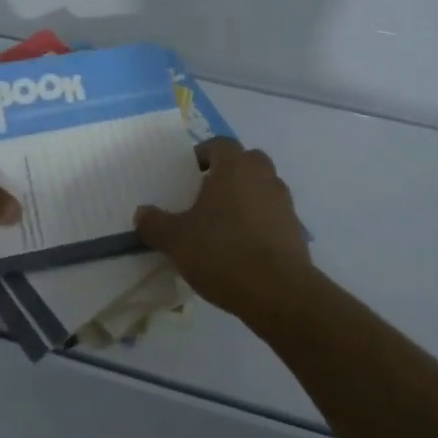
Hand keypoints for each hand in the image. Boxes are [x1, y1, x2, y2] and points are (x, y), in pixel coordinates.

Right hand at [135, 138, 313, 320]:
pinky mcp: (296, 230)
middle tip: (204, 197)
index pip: (219, 144)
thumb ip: (156, 224)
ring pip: (260, 188)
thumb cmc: (223, 252)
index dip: (202, 155)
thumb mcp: (177, 240)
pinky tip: (242, 249)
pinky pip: (271, 216)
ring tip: (221, 226)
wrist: (279, 293)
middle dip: (226, 174)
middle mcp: (263, 175)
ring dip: (244, 199)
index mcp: (235, 166)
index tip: (187, 175)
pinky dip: (258, 224)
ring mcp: (283, 202)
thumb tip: (141, 214)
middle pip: (244, 162)